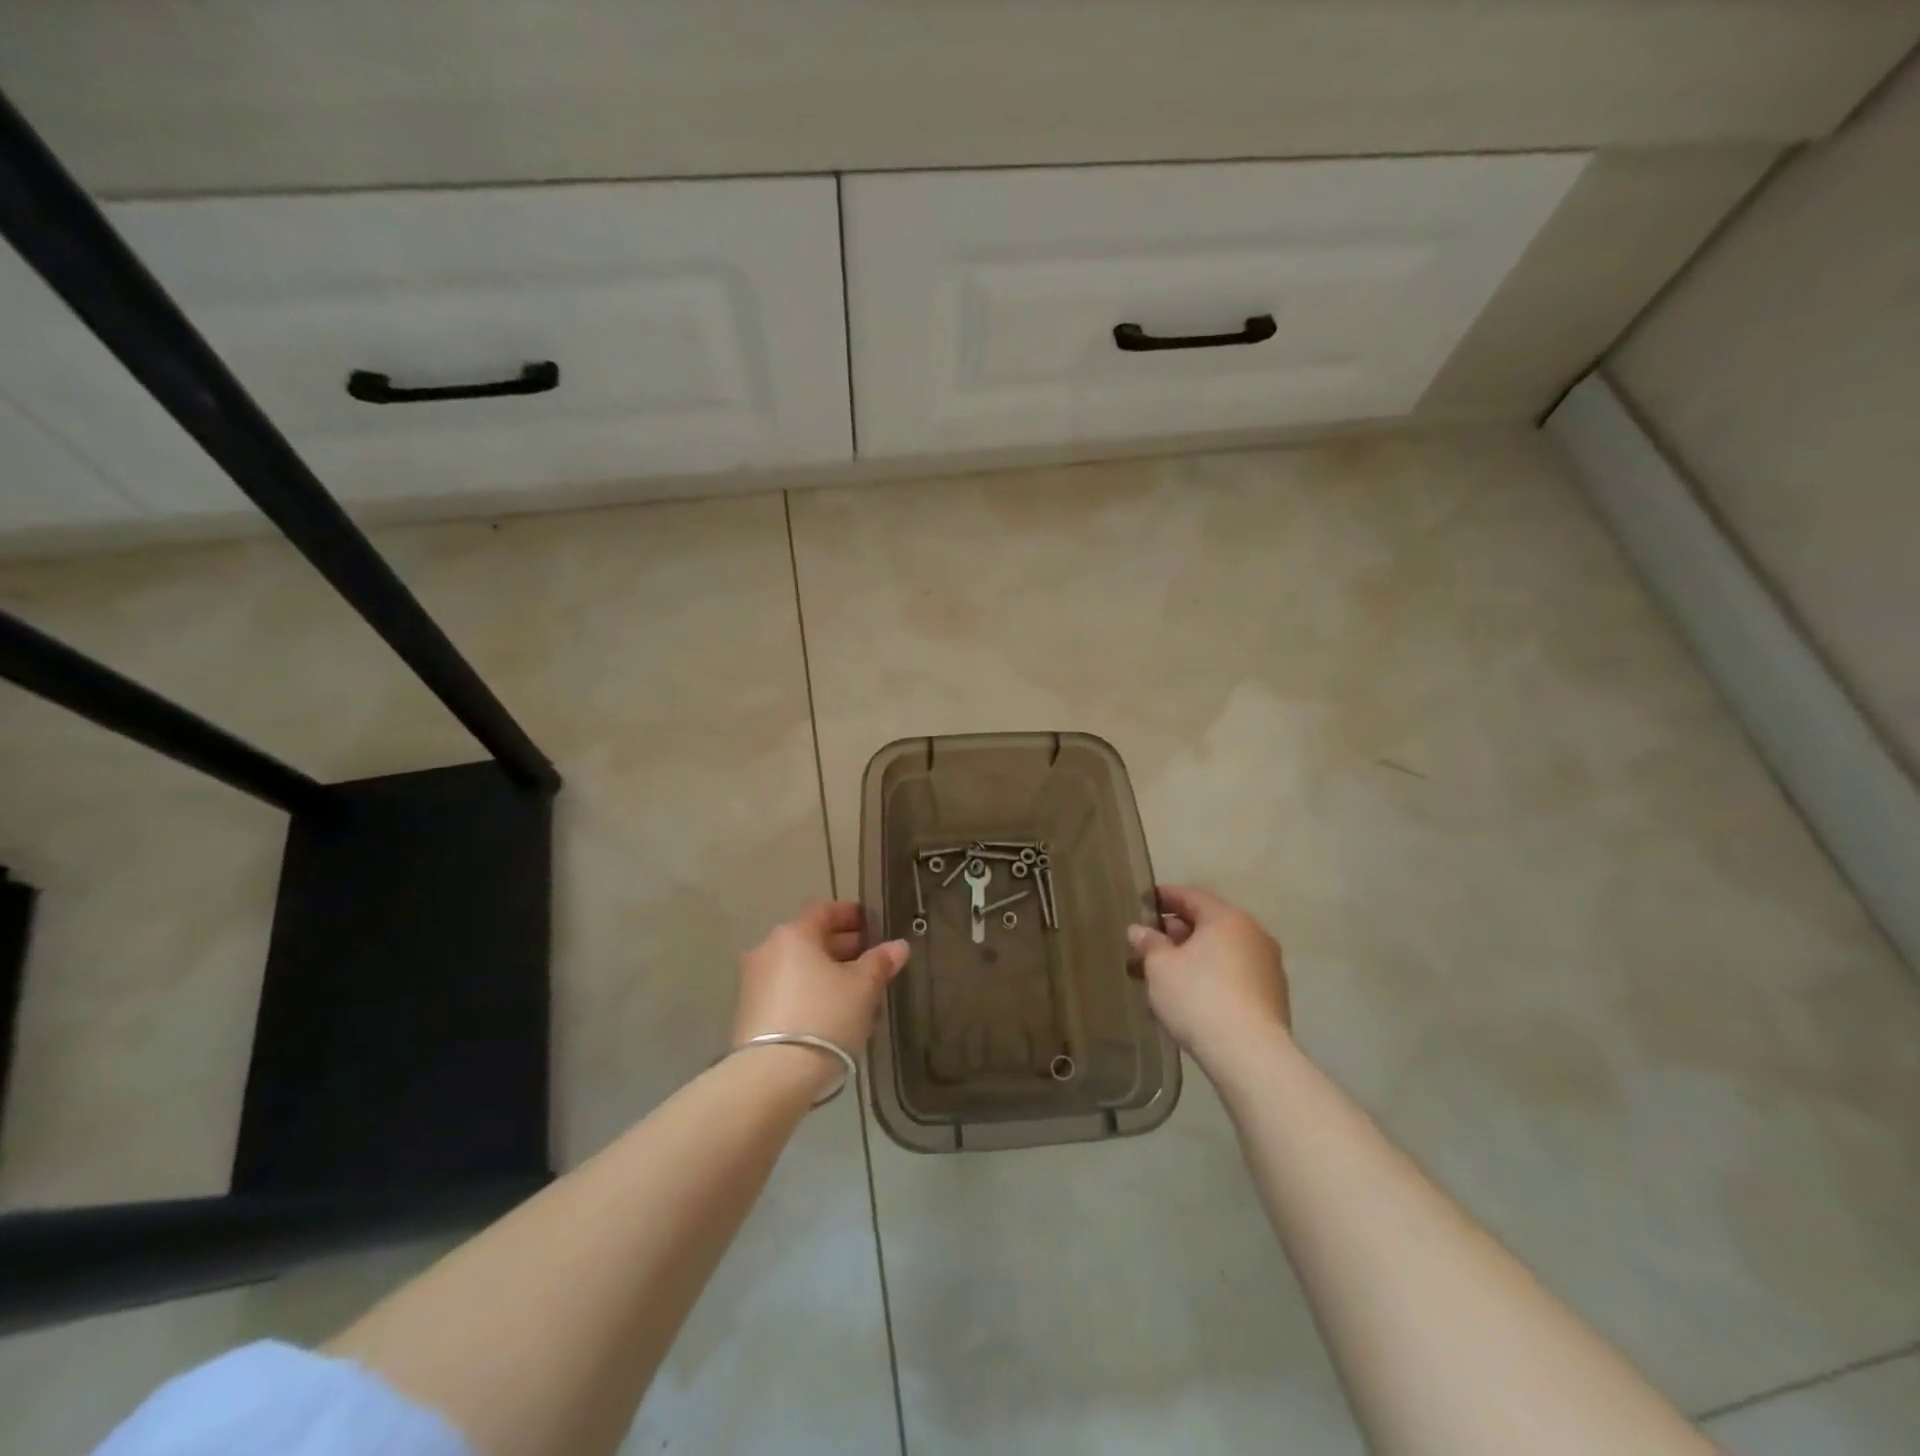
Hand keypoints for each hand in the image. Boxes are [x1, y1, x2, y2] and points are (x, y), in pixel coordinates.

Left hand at [733, 900, 908, 1072]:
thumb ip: (880, 962)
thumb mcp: (862, 988)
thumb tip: (899, 946)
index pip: (824, 910)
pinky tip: (832, 1013)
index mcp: (793, 934)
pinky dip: (809, 993)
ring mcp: (753, 983)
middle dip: (842, 946)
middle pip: (809, 939)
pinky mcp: (748, 1014)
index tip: (873, 924)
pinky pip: (786, 991)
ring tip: (857, 991)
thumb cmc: (824, 1016)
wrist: (771, 1076)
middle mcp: (767, 950)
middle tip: (871, 959)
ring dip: (826, 973)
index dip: (850, 914)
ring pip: (798, 967)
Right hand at [1128, 885, 1289, 1070]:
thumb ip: (1149, 943)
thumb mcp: (1160, 967)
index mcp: (1227, 918)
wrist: (1250, 1055)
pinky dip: (1213, 976)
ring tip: (1166, 973)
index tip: (1142, 903)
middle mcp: (1253, 934)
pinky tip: (1192, 995)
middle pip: (1209, 922)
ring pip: (1222, 950)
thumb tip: (1139, 930)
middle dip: (1177, 931)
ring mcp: (1268, 965)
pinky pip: (1235, 974)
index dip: (1163, 897)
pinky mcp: (1273, 996)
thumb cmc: (1198, 998)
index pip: (1190, 895)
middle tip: (1149, 944)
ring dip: (1195, 956)